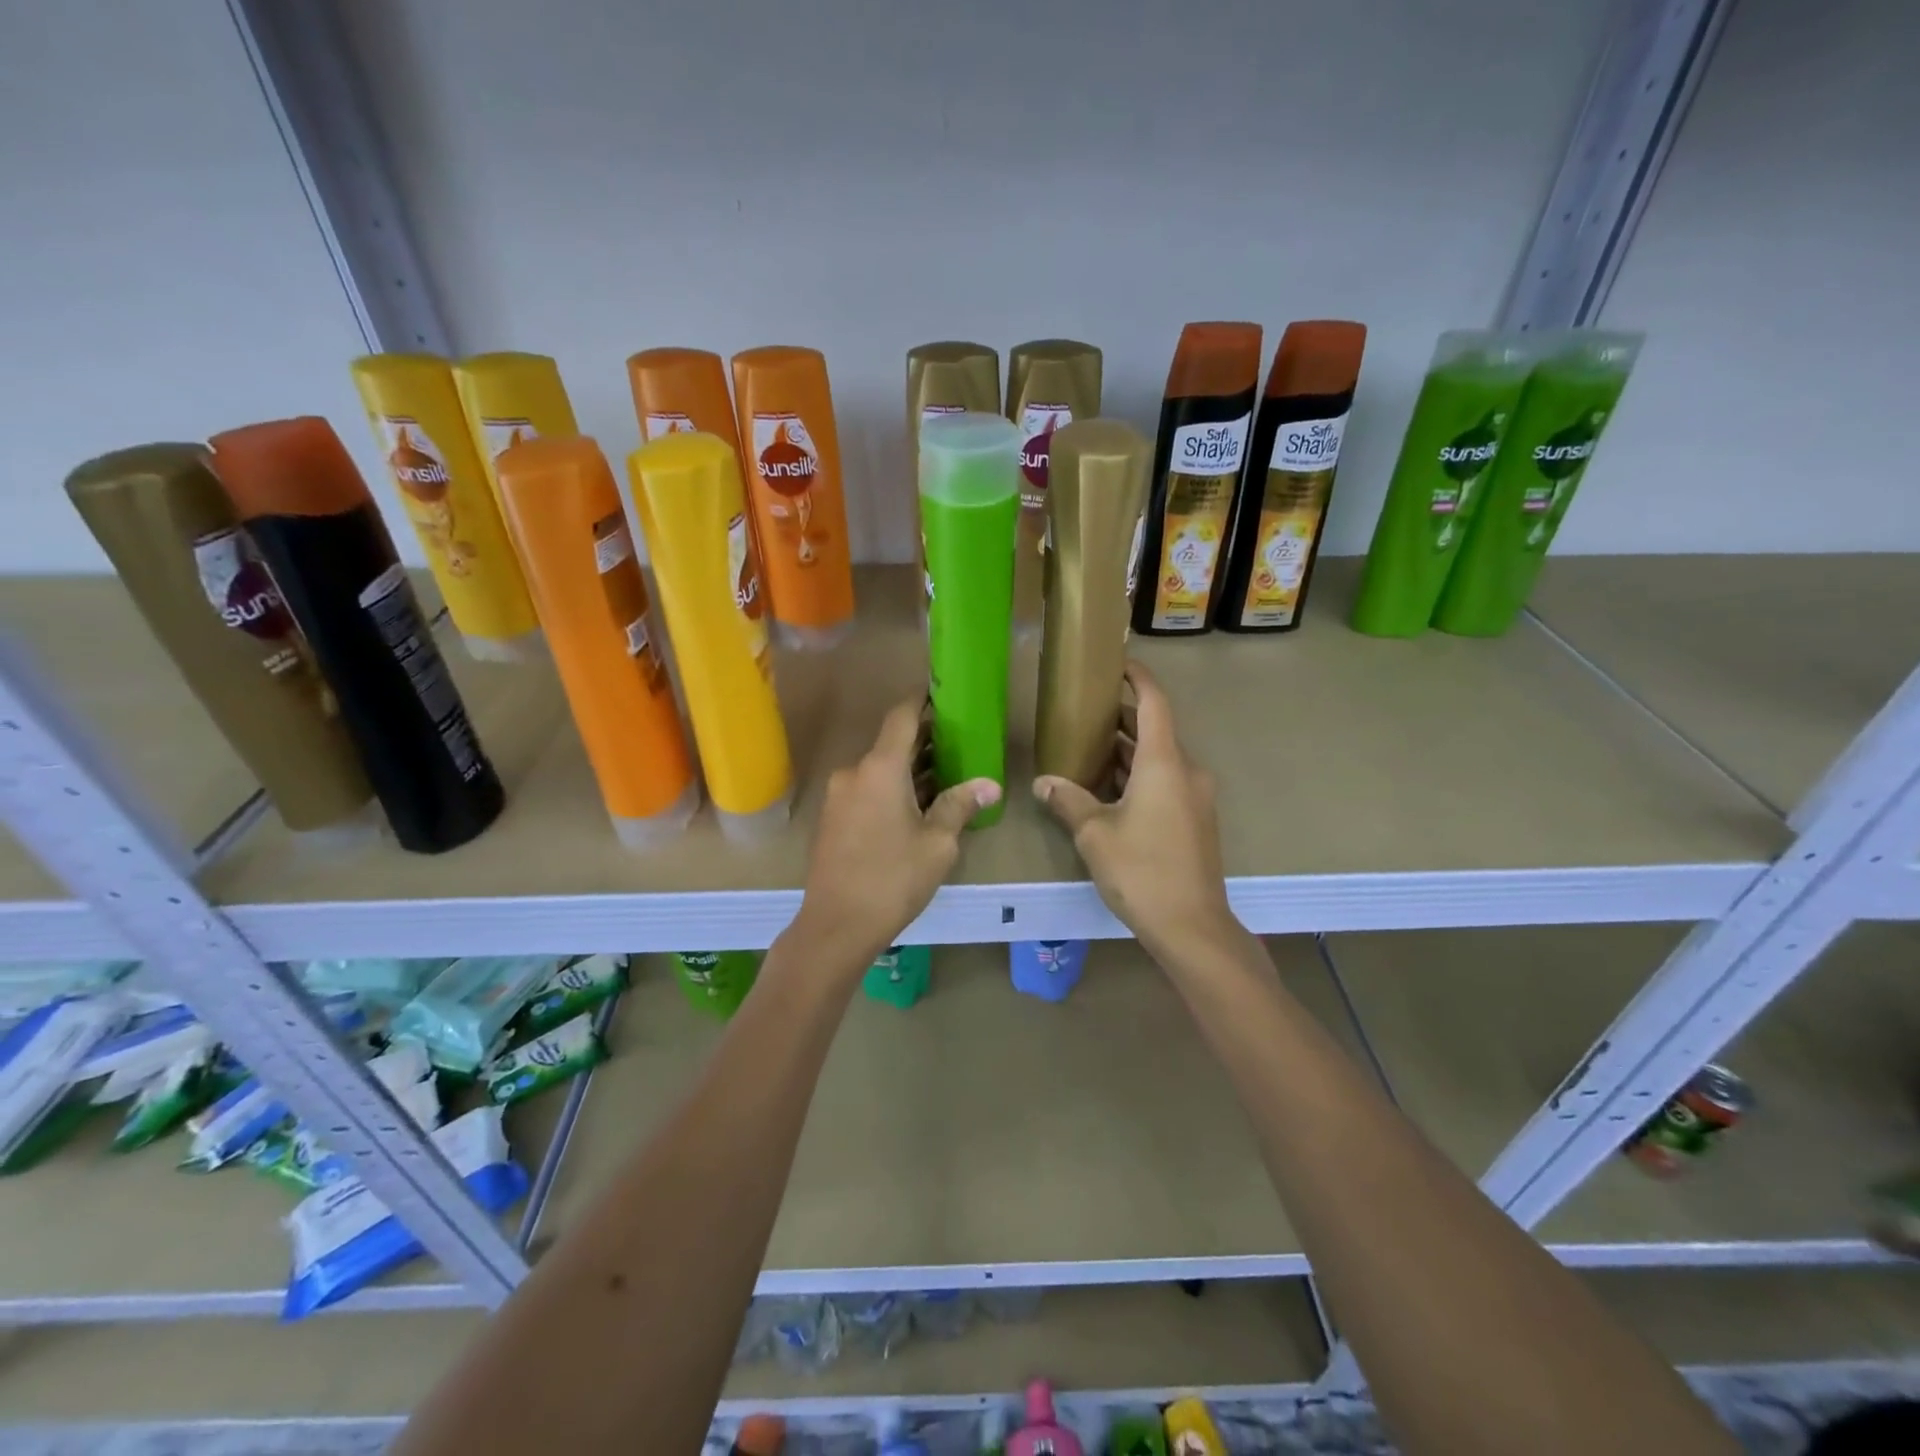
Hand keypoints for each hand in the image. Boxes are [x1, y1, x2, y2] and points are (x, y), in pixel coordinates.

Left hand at [792, 697, 999, 969]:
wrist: (836, 926)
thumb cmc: (893, 879)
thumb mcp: (937, 843)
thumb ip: (961, 806)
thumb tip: (990, 785)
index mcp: (880, 768)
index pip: (902, 717)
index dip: (922, 701)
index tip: (942, 693)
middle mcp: (854, 773)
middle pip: (891, 744)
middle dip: (924, 741)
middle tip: (959, 742)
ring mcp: (839, 797)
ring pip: (879, 771)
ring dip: (908, 770)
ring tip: (945, 776)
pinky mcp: (832, 820)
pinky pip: (866, 791)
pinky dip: (891, 789)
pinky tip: (915, 807)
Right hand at [1033, 661, 1235, 955]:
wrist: (1192, 926)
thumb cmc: (1142, 870)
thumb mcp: (1094, 833)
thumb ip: (1068, 800)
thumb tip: (1043, 782)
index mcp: (1164, 762)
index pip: (1154, 702)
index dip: (1138, 678)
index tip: (1117, 663)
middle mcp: (1186, 771)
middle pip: (1155, 730)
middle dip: (1123, 717)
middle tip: (1085, 711)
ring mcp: (1195, 796)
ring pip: (1160, 758)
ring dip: (1129, 750)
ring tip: (1089, 747)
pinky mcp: (1195, 819)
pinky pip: (1166, 781)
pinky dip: (1140, 774)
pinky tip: (1110, 788)